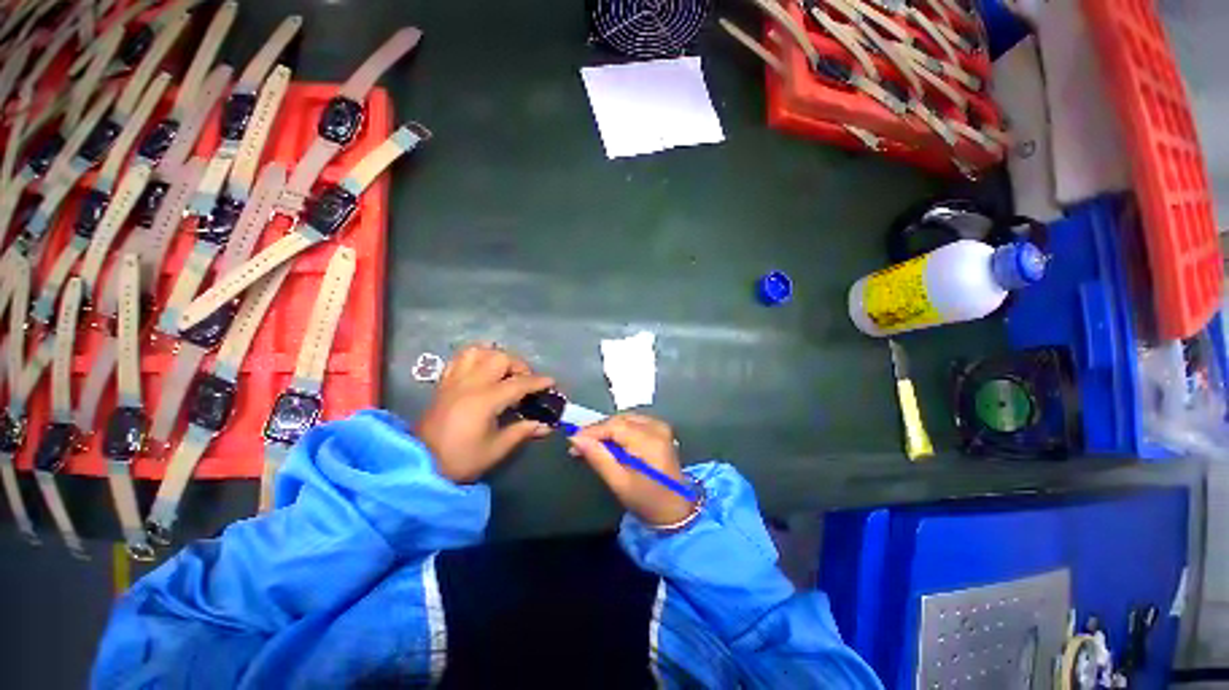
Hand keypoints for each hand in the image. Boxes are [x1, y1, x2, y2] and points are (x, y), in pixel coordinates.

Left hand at [417, 344, 554, 482]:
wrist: (418, 465)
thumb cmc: (460, 459)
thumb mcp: (496, 449)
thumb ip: (522, 431)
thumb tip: (545, 425)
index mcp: (484, 400)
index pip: (518, 383)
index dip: (538, 382)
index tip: (551, 382)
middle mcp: (470, 384)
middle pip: (500, 358)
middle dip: (519, 366)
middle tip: (524, 382)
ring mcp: (454, 381)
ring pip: (478, 351)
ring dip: (496, 357)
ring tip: (504, 372)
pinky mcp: (444, 383)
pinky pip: (459, 358)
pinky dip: (475, 357)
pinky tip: (482, 369)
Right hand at [568, 414, 695, 526]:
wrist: (676, 509)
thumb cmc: (648, 501)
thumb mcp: (620, 483)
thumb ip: (599, 458)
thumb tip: (576, 439)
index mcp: (650, 441)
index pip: (615, 426)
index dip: (592, 431)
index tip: (573, 440)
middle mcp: (657, 427)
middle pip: (619, 420)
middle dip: (598, 431)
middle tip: (579, 445)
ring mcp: (660, 426)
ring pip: (625, 419)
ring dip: (607, 430)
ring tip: (592, 445)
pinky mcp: (660, 429)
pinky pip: (633, 422)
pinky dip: (618, 430)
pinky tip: (609, 443)